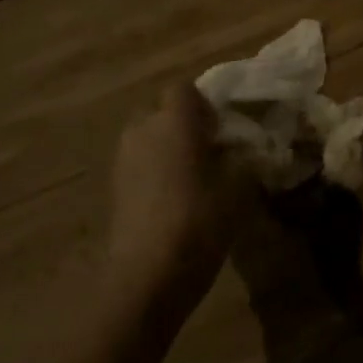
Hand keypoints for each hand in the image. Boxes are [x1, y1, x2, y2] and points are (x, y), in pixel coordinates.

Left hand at [109, 84, 253, 311]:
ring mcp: (124, 159)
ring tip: (194, 179)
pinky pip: (140, 165)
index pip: (184, 89)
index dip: (204, 104)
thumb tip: (247, 148)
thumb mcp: (239, 188)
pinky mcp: (114, 188)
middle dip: (183, 126)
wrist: (147, 274)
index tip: (222, 128)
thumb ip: (243, 159)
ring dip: (168, 150)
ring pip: (149, 139)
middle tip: (210, 152)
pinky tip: (175, 202)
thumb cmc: (199, 220)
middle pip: (163, 113)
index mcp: (175, 121)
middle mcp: (143, 130)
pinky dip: (155, 174)